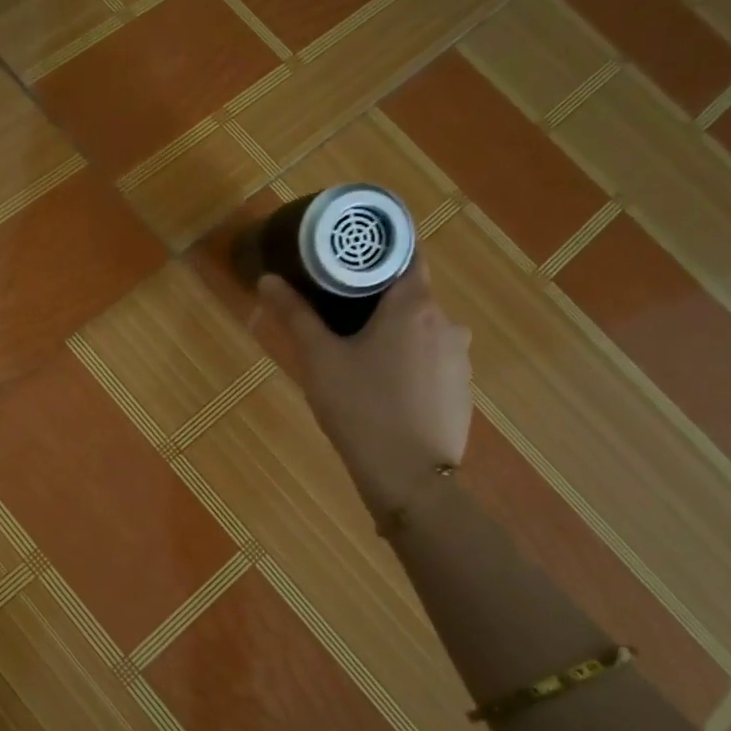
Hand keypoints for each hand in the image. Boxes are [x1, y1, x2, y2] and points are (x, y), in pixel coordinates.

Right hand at [258, 258, 472, 516]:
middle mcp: (447, 324)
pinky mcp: (462, 390)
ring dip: (394, 334)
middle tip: (338, 313)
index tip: (348, 259)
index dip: (377, 253)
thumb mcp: (320, 359)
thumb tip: (268, 279)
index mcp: (414, 306)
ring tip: (358, 355)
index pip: (405, 255)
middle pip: (411, 295)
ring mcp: (460, 359)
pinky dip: (409, 363)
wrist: (409, 477)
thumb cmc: (360, 408)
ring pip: (422, 331)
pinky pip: (432, 361)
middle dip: (377, 300)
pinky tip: (384, 388)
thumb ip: (295, 315)